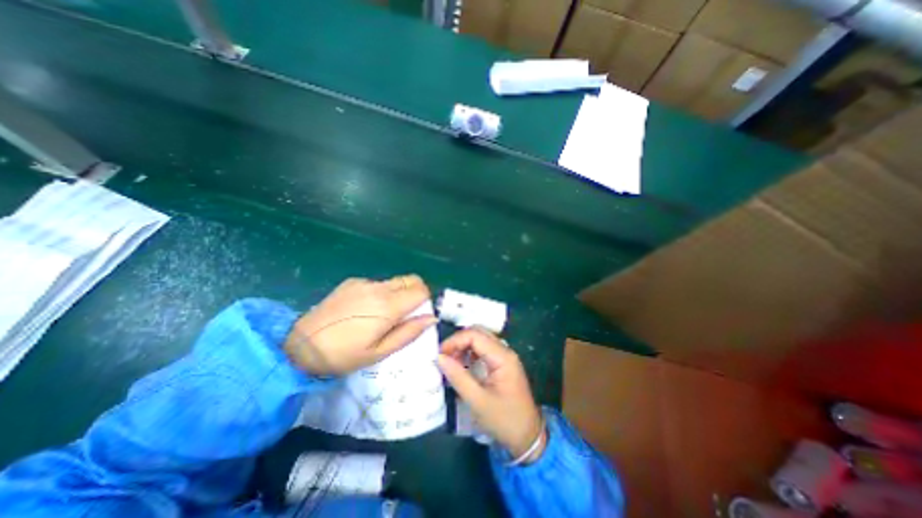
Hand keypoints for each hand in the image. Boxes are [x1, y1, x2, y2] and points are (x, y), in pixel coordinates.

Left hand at [285, 275, 436, 375]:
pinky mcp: (352, 282)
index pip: (421, 290)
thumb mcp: (380, 352)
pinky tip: (364, 310)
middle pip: (410, 280)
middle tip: (406, 313)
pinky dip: (380, 293)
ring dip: (398, 293)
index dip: (426, 300)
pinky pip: (376, 284)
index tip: (419, 313)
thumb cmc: (343, 355)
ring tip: (382, 315)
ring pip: (394, 281)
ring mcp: (364, 283)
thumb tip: (431, 319)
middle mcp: (379, 288)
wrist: (301, 345)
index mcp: (388, 306)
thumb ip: (409, 332)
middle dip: (416, 292)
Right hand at [437, 327, 542, 461]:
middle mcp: (505, 351)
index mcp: (502, 357)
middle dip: (458, 341)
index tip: (439, 355)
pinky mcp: (502, 363)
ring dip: (464, 346)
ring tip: (451, 362)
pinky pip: (483, 349)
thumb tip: (439, 357)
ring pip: (480, 339)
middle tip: (444, 357)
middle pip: (478, 332)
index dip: (455, 341)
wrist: (528, 436)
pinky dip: (470, 352)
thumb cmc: (504, 420)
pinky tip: (462, 364)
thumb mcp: (478, 401)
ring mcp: (505, 356)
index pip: (475, 335)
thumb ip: (458, 377)